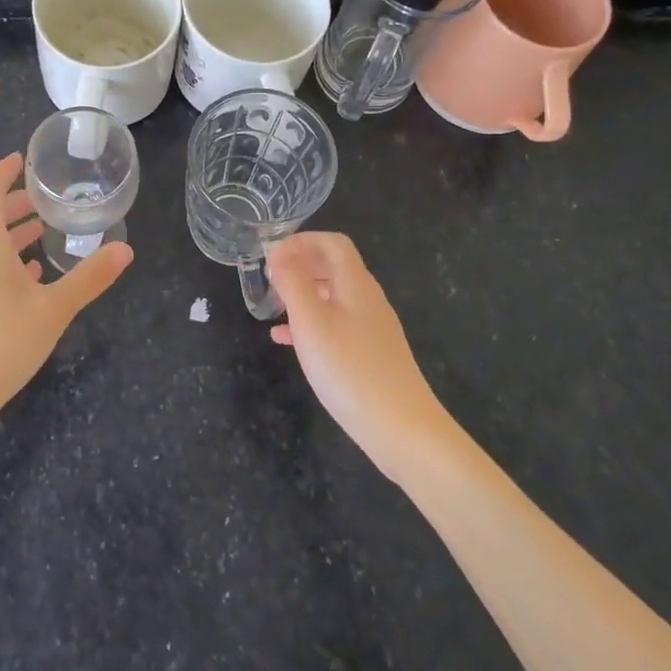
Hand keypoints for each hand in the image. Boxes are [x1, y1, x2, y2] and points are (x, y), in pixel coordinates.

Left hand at [0, 153, 131, 438]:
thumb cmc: (0, 342)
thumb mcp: (54, 308)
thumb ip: (89, 278)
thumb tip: (125, 250)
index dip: (1, 174)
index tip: (20, 159)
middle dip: (14, 203)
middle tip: (45, 197)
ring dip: (14, 234)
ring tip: (44, 231)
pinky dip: (12, 263)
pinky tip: (34, 276)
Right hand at [267, 232, 452, 475]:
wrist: (402, 429)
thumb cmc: (350, 369)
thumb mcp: (311, 322)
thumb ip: (293, 283)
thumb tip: (279, 254)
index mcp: (356, 284)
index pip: (333, 243)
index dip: (303, 241)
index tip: (272, 256)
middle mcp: (367, 300)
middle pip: (334, 267)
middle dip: (300, 266)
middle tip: (269, 280)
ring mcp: (372, 328)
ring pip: (333, 297)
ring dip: (303, 295)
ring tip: (274, 308)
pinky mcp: (370, 354)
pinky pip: (336, 325)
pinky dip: (311, 324)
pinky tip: (287, 342)